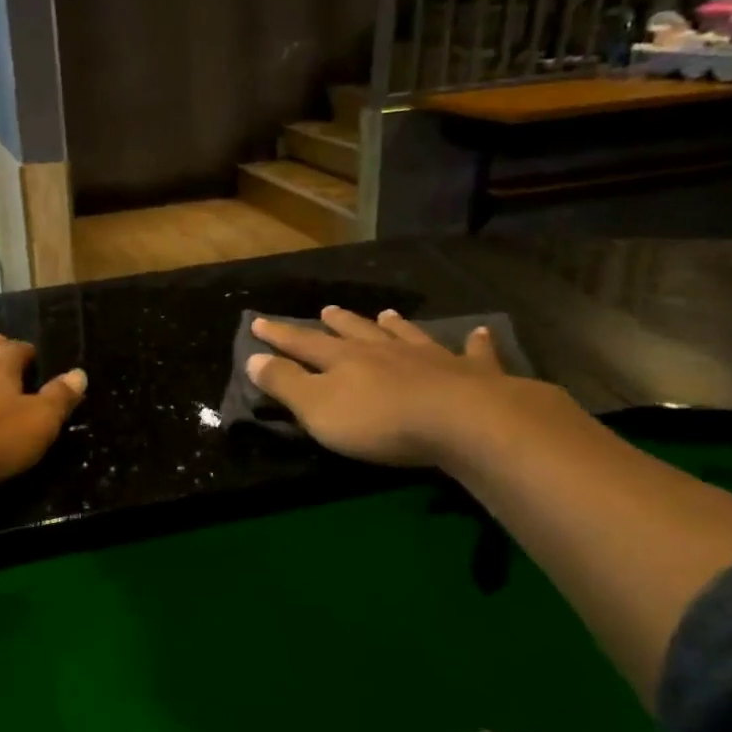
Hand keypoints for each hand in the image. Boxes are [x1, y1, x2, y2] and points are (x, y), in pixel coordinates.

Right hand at [246, 306, 522, 466]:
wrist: (460, 421)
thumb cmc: (378, 420)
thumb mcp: (317, 407)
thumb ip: (284, 383)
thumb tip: (252, 358)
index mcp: (344, 359)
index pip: (303, 343)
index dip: (279, 335)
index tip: (259, 322)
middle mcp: (384, 350)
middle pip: (356, 332)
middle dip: (338, 323)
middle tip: (327, 310)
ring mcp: (430, 357)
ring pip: (407, 335)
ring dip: (395, 325)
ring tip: (387, 314)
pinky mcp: (470, 374)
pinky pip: (472, 353)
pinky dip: (475, 343)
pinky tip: (479, 333)